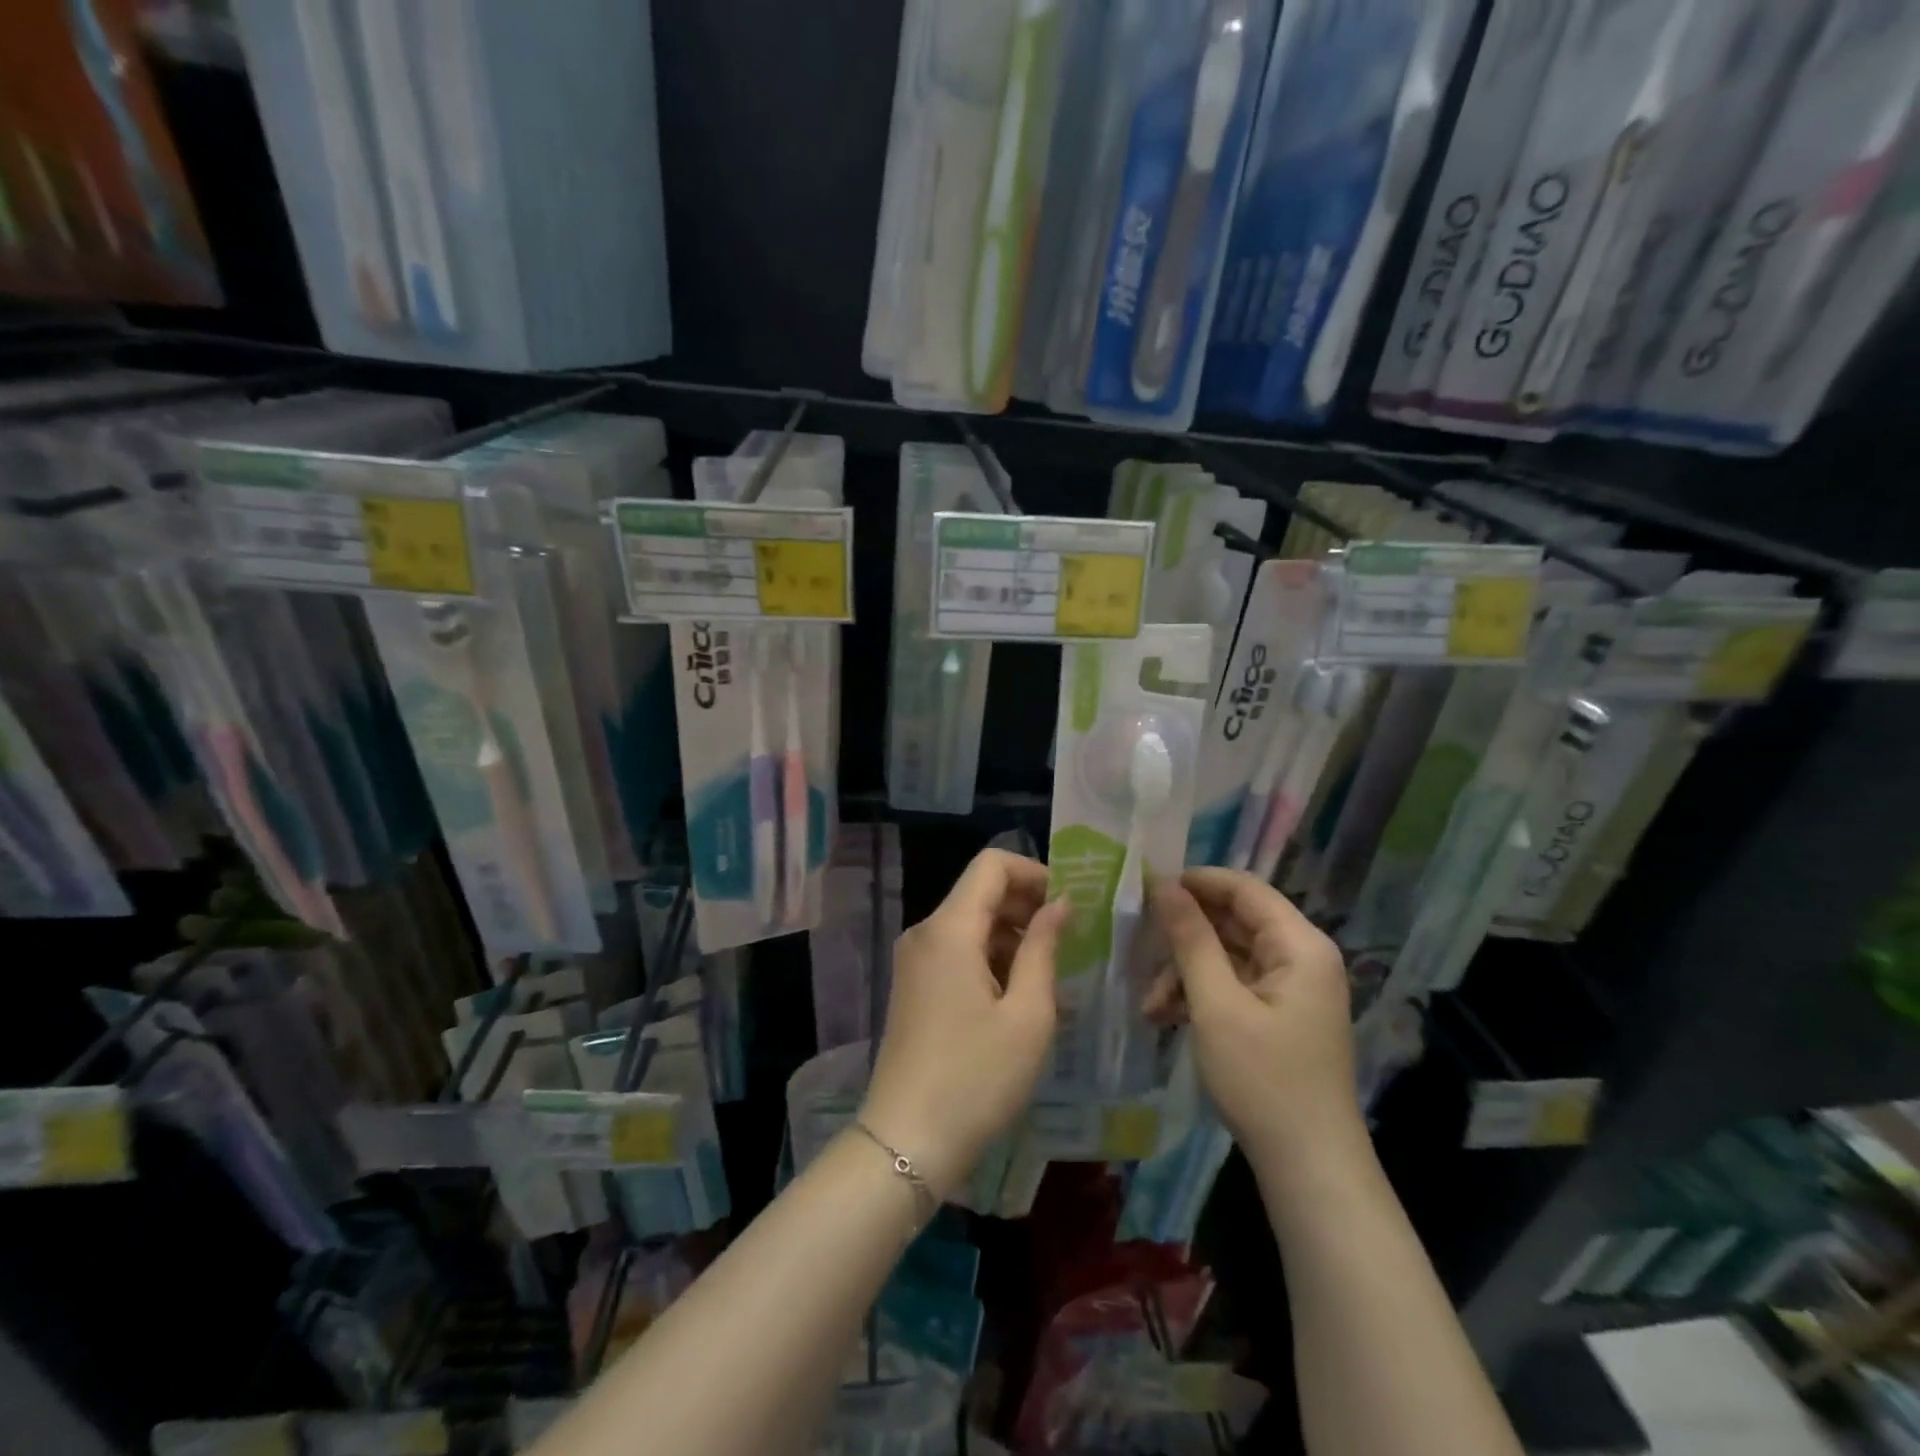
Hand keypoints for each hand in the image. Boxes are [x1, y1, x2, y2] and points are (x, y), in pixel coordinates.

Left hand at [861, 849, 1065, 1199]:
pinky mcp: (913, 986)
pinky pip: (955, 951)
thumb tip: (1060, 904)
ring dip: (1011, 935)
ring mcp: (914, 960)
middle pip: (979, 892)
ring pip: (969, 923)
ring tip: (1050, 973)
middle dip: (1026, 905)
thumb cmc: (977, 1077)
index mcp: (949, 928)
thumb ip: (1044, 948)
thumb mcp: (1027, 1014)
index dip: (1033, 872)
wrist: (906, 1141)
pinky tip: (1017, 995)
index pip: (991, 865)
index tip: (1068, 904)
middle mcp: (925, 932)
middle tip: (1069, 940)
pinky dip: (989, 958)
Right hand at [1147, 867, 1361, 1164]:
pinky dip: (1199, 994)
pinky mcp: (1278, 1015)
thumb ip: (1190, 939)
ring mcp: (1290, 988)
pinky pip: (1233, 984)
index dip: (1195, 881)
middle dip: (1184, 935)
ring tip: (1150, 1004)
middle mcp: (1300, 957)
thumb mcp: (1217, 1004)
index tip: (1146, 888)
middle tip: (1137, 942)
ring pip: (1227, 955)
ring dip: (1185, 972)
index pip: (1244, 888)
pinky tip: (1164, 1016)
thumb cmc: (1264, 1079)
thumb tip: (1164, 885)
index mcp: (1299, 945)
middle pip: (1234, 921)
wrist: (1309, 1169)